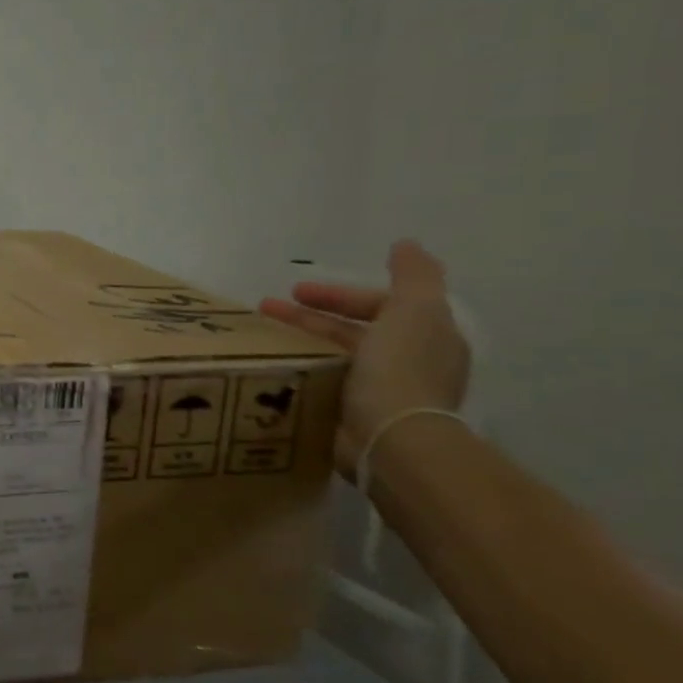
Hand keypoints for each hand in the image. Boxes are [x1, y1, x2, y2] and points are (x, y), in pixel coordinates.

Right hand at [260, 240, 470, 479]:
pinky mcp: (349, 417)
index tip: (295, 291)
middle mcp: (403, 363)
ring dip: (297, 343)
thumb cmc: (401, 369)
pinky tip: (270, 367)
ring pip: (329, 357)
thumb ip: (414, 275)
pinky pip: (318, 384)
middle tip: (265, 310)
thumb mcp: (415, 310)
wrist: (391, 438)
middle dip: (308, 317)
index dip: (338, 295)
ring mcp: (376, 393)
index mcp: (424, 337)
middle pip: (349, 331)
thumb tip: (406, 244)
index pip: (378, 306)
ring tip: (258, 339)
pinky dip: (296, 371)